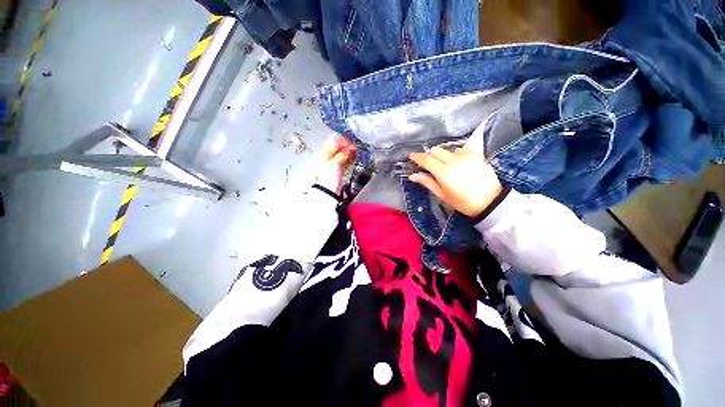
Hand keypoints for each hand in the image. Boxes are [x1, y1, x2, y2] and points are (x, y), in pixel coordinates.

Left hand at [316, 137, 356, 194]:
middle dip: (348, 146)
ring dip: (350, 152)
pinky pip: (345, 161)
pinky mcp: (338, 169)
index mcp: (325, 154)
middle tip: (356, 146)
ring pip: (343, 154)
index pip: (334, 143)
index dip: (344, 141)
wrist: (329, 191)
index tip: (352, 142)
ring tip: (357, 151)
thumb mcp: (335, 163)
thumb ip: (342, 154)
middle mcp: (329, 157)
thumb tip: (349, 149)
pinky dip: (350, 158)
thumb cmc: (329, 178)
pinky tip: (355, 158)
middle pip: (339, 148)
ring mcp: (334, 163)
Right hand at [408, 147, 502, 217]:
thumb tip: (413, 175)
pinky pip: (460, 150)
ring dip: (442, 155)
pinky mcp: (476, 155)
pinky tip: (458, 163)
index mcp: (443, 172)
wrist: (489, 202)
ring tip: (444, 165)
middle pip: (436, 151)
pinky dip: (455, 154)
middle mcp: (453, 161)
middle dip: (429, 155)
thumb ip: (427, 182)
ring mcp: (466, 157)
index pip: (426, 160)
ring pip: (448, 150)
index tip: (411, 156)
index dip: (417, 157)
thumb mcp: (442, 194)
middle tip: (428, 163)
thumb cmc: (462, 202)